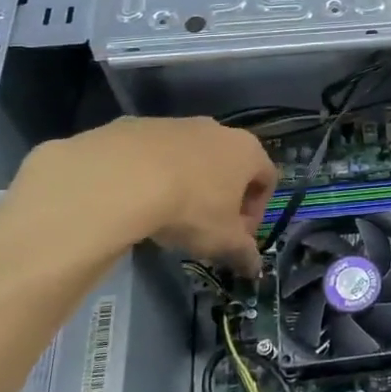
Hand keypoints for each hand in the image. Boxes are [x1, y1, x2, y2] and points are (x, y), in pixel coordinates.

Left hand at [0, 117, 278, 276]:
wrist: (123, 178)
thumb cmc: (191, 207)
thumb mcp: (222, 240)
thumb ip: (244, 253)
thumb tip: (254, 267)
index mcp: (247, 151)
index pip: (267, 178)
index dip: (256, 211)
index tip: (238, 236)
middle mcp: (218, 129)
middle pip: (230, 165)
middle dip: (222, 196)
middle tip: (206, 228)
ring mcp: (178, 124)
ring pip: (192, 157)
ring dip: (189, 183)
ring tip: (168, 214)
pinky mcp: (139, 125)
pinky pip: (155, 153)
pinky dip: (154, 174)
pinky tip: (138, 198)